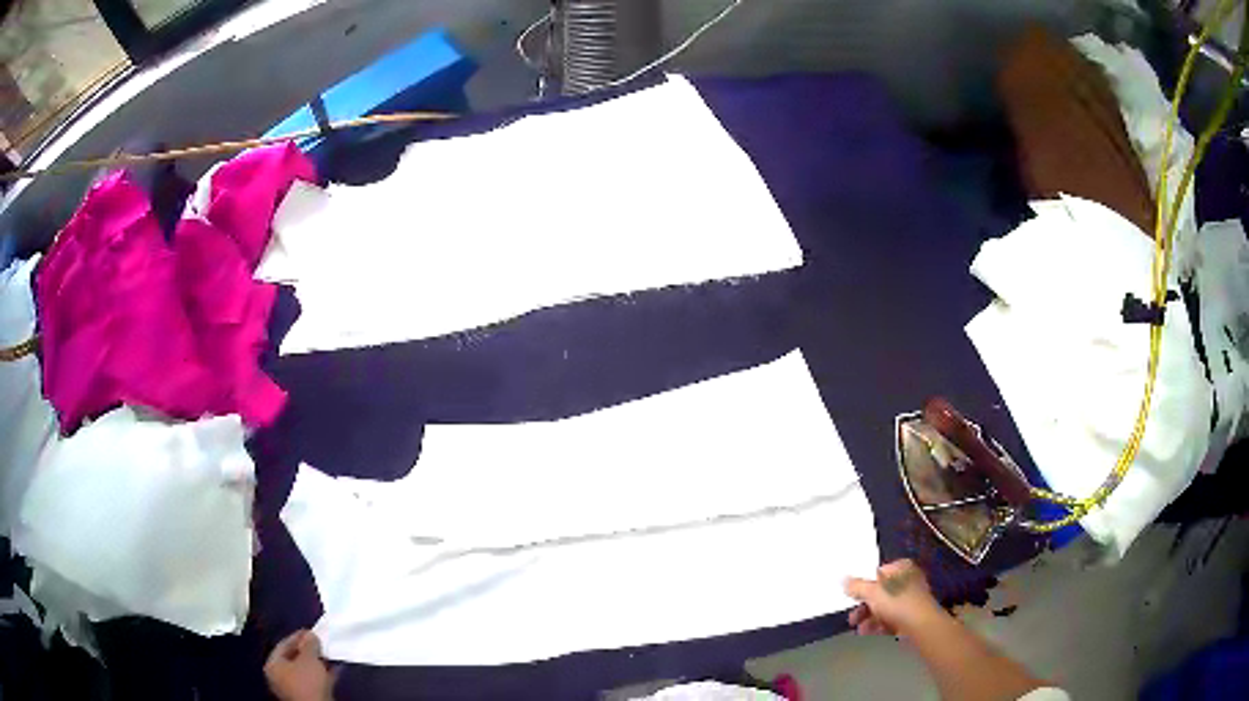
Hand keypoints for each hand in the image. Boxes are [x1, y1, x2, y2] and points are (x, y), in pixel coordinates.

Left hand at [264, 630, 334, 700]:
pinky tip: (334, 671)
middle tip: (320, 644)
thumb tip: (310, 635)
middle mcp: (278, 677)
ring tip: (329, 656)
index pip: (283, 645)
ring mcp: (291, 689)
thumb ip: (309, 645)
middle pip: (293, 658)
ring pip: (304, 671)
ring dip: (316, 663)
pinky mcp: (305, 697)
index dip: (297, 637)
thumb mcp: (309, 659)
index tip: (311, 632)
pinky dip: (321, 675)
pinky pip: (312, 681)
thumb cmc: (307, 681)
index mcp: (272, 665)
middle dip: (308, 651)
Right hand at [844, 559, 942, 636]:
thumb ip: (856, 586)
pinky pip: (890, 619)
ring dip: (869, 617)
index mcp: (902, 568)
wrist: (920, 625)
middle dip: (864, 605)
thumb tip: (842, 579)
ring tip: (857, 627)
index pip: (879, 572)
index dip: (865, 583)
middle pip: (881, 592)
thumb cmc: (897, 602)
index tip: (853, 594)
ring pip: (884, 607)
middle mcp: (908, 581)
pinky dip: (878, 624)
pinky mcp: (910, 617)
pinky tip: (866, 632)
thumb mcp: (872, 592)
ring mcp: (910, 600)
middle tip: (852, 615)